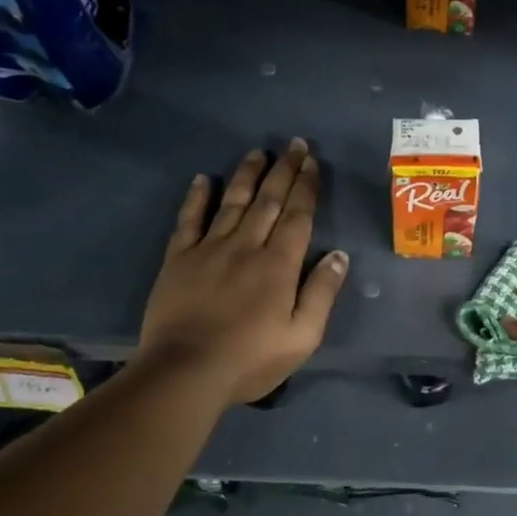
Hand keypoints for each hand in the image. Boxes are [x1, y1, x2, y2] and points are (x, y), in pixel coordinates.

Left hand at [137, 139, 347, 405]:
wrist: (186, 371)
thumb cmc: (251, 358)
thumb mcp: (303, 336)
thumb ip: (322, 293)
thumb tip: (338, 255)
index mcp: (279, 264)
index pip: (298, 216)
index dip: (306, 186)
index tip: (312, 161)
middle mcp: (246, 246)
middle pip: (268, 201)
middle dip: (283, 171)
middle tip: (293, 145)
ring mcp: (209, 249)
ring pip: (232, 202)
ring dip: (247, 175)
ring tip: (258, 153)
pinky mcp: (178, 259)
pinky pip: (189, 220)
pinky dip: (197, 198)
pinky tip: (203, 179)